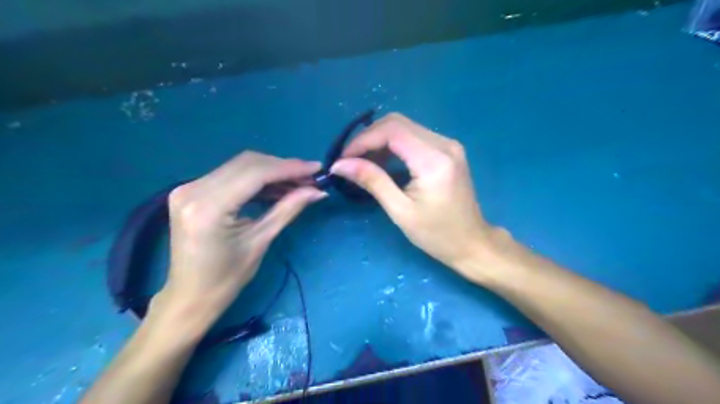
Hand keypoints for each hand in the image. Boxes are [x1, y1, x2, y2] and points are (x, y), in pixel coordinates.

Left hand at [158, 151, 327, 327]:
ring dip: (272, 171)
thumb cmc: (226, 278)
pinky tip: (277, 188)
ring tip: (298, 183)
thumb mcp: (261, 242)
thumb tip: (318, 191)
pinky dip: (257, 179)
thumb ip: (288, 209)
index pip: (255, 174)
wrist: (190, 296)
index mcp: (208, 207)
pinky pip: (231, 175)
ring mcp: (188, 187)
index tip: (316, 168)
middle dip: (283, 167)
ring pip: (240, 166)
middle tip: (310, 177)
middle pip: (247, 163)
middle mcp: (193, 189)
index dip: (289, 168)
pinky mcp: (192, 190)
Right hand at [333, 113, 498, 281]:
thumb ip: (372, 181)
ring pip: (405, 127)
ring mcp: (448, 144)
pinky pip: (414, 137)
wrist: (472, 242)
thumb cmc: (437, 234)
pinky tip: (382, 162)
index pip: (392, 130)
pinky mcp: (447, 150)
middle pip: (397, 123)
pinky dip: (393, 145)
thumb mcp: (400, 211)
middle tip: (349, 160)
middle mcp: (444, 143)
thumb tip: (339, 165)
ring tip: (362, 163)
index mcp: (434, 160)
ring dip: (379, 141)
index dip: (362, 140)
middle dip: (368, 138)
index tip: (342, 159)